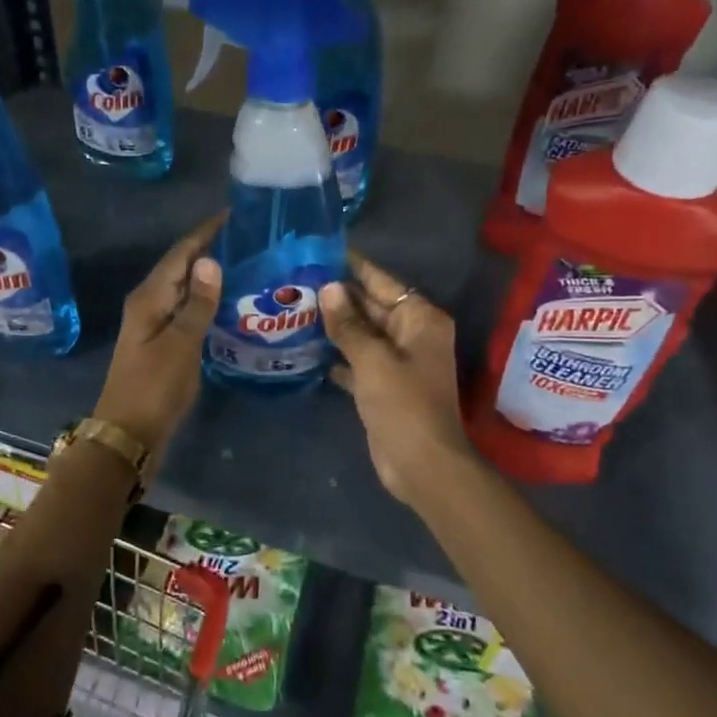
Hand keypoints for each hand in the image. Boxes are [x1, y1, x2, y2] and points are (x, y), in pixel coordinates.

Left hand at [92, 213, 224, 454]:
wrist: (128, 434)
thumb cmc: (153, 388)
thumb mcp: (180, 344)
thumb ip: (197, 304)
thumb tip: (210, 261)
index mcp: (149, 297)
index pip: (181, 253)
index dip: (205, 232)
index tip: (234, 214)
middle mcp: (149, 303)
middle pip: (181, 267)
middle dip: (210, 249)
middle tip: (248, 238)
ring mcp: (154, 324)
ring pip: (184, 289)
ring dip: (209, 275)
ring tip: (244, 263)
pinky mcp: (162, 343)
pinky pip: (186, 310)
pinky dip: (206, 301)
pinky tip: (228, 303)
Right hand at [320, 252, 476, 505]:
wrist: (422, 465)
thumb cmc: (403, 405)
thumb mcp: (372, 360)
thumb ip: (348, 324)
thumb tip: (328, 288)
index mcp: (420, 320)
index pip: (382, 283)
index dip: (353, 268)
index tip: (322, 252)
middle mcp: (412, 335)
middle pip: (372, 307)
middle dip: (338, 297)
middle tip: (296, 280)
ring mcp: (398, 362)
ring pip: (362, 334)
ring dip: (334, 325)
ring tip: (294, 308)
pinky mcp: (384, 385)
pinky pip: (357, 360)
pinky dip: (337, 354)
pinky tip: (307, 347)